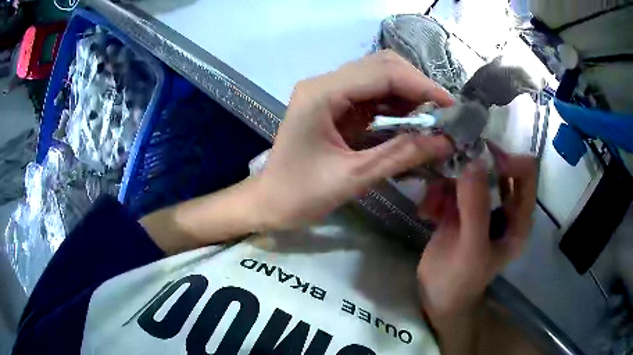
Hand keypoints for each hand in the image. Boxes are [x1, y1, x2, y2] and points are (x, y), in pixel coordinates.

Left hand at [252, 50, 453, 229]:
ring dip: (410, 95)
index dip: (422, 86)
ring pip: (380, 77)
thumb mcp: (354, 177)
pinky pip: (373, 94)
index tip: (452, 108)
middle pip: (382, 66)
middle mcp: (325, 83)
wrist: (269, 202)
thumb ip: (401, 155)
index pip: (383, 72)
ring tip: (433, 120)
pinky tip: (412, 122)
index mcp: (322, 93)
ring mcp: (329, 91)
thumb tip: (445, 141)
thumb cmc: (300, 195)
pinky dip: (397, 105)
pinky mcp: (335, 104)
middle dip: (418, 87)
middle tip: (444, 115)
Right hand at [417, 153, 536, 320]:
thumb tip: (475, 162)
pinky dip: (437, 194)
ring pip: (471, 175)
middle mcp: (505, 208)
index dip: (509, 161)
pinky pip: (452, 187)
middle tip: (449, 169)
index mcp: (519, 219)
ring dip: (448, 184)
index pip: (527, 172)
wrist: (437, 297)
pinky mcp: (462, 209)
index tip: (480, 163)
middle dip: (472, 168)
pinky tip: (427, 212)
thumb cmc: (460, 280)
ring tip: (432, 205)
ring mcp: (483, 207)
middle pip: (498, 168)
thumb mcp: (471, 249)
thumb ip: (476, 208)